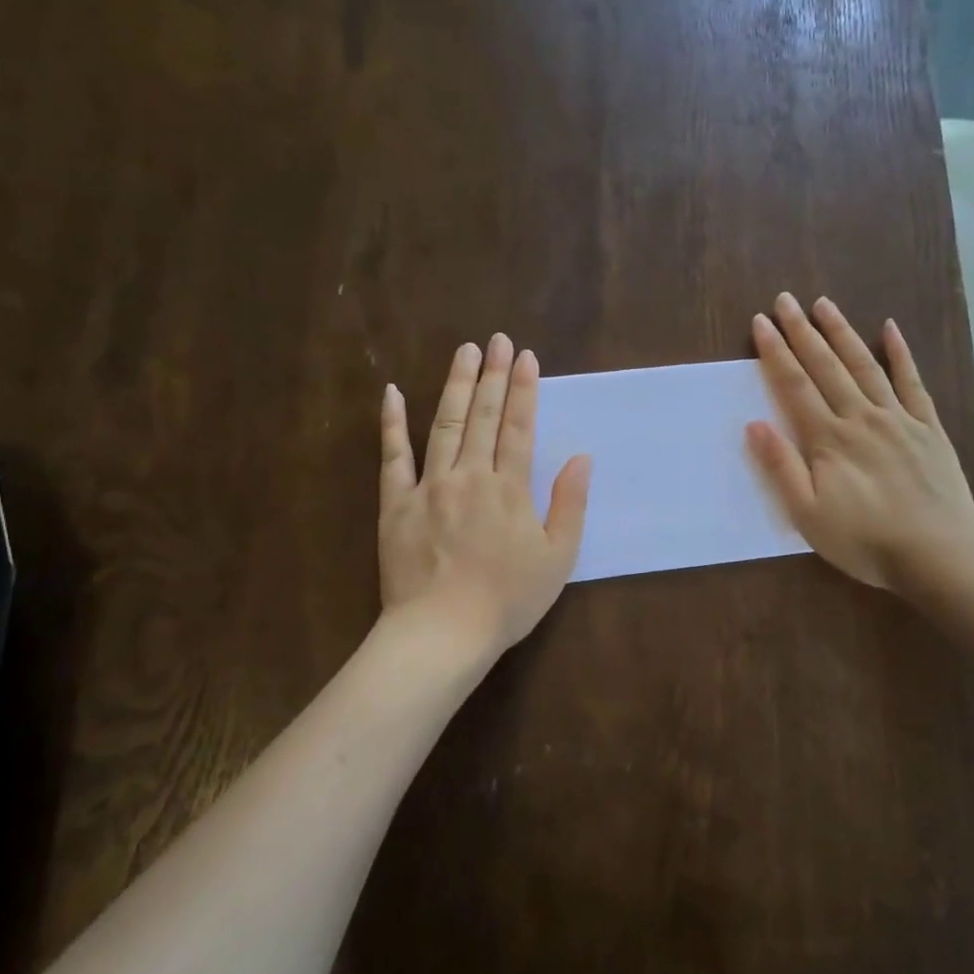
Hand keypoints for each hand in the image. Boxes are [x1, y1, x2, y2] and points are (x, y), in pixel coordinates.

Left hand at [378, 335, 590, 657]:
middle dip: (491, 375)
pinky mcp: (396, 505)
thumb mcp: (558, 558)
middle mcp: (470, 476)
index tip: (525, 356)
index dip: (523, 390)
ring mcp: (429, 487)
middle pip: (482, 417)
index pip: (519, 428)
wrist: (443, 633)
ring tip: (463, 352)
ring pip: (443, 425)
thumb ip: (570, 504)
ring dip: (454, 385)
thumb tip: (581, 458)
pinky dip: (392, 424)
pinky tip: (393, 393)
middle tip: (496, 339)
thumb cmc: (508, 600)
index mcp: (510, 489)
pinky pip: (393, 457)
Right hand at [746, 292, 973, 596]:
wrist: (938, 554)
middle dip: (803, 332)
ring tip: (824, 304)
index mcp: (829, 439)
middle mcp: (861, 417)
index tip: (761, 323)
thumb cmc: (864, 541)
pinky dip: (900, 354)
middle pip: (827, 366)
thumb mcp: (808, 515)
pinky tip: (890, 330)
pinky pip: (913, 383)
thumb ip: (781, 467)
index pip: (795, 386)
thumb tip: (755, 424)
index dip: (776, 353)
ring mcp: (899, 419)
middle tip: (785, 300)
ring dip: (842, 333)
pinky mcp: (928, 428)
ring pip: (865, 365)